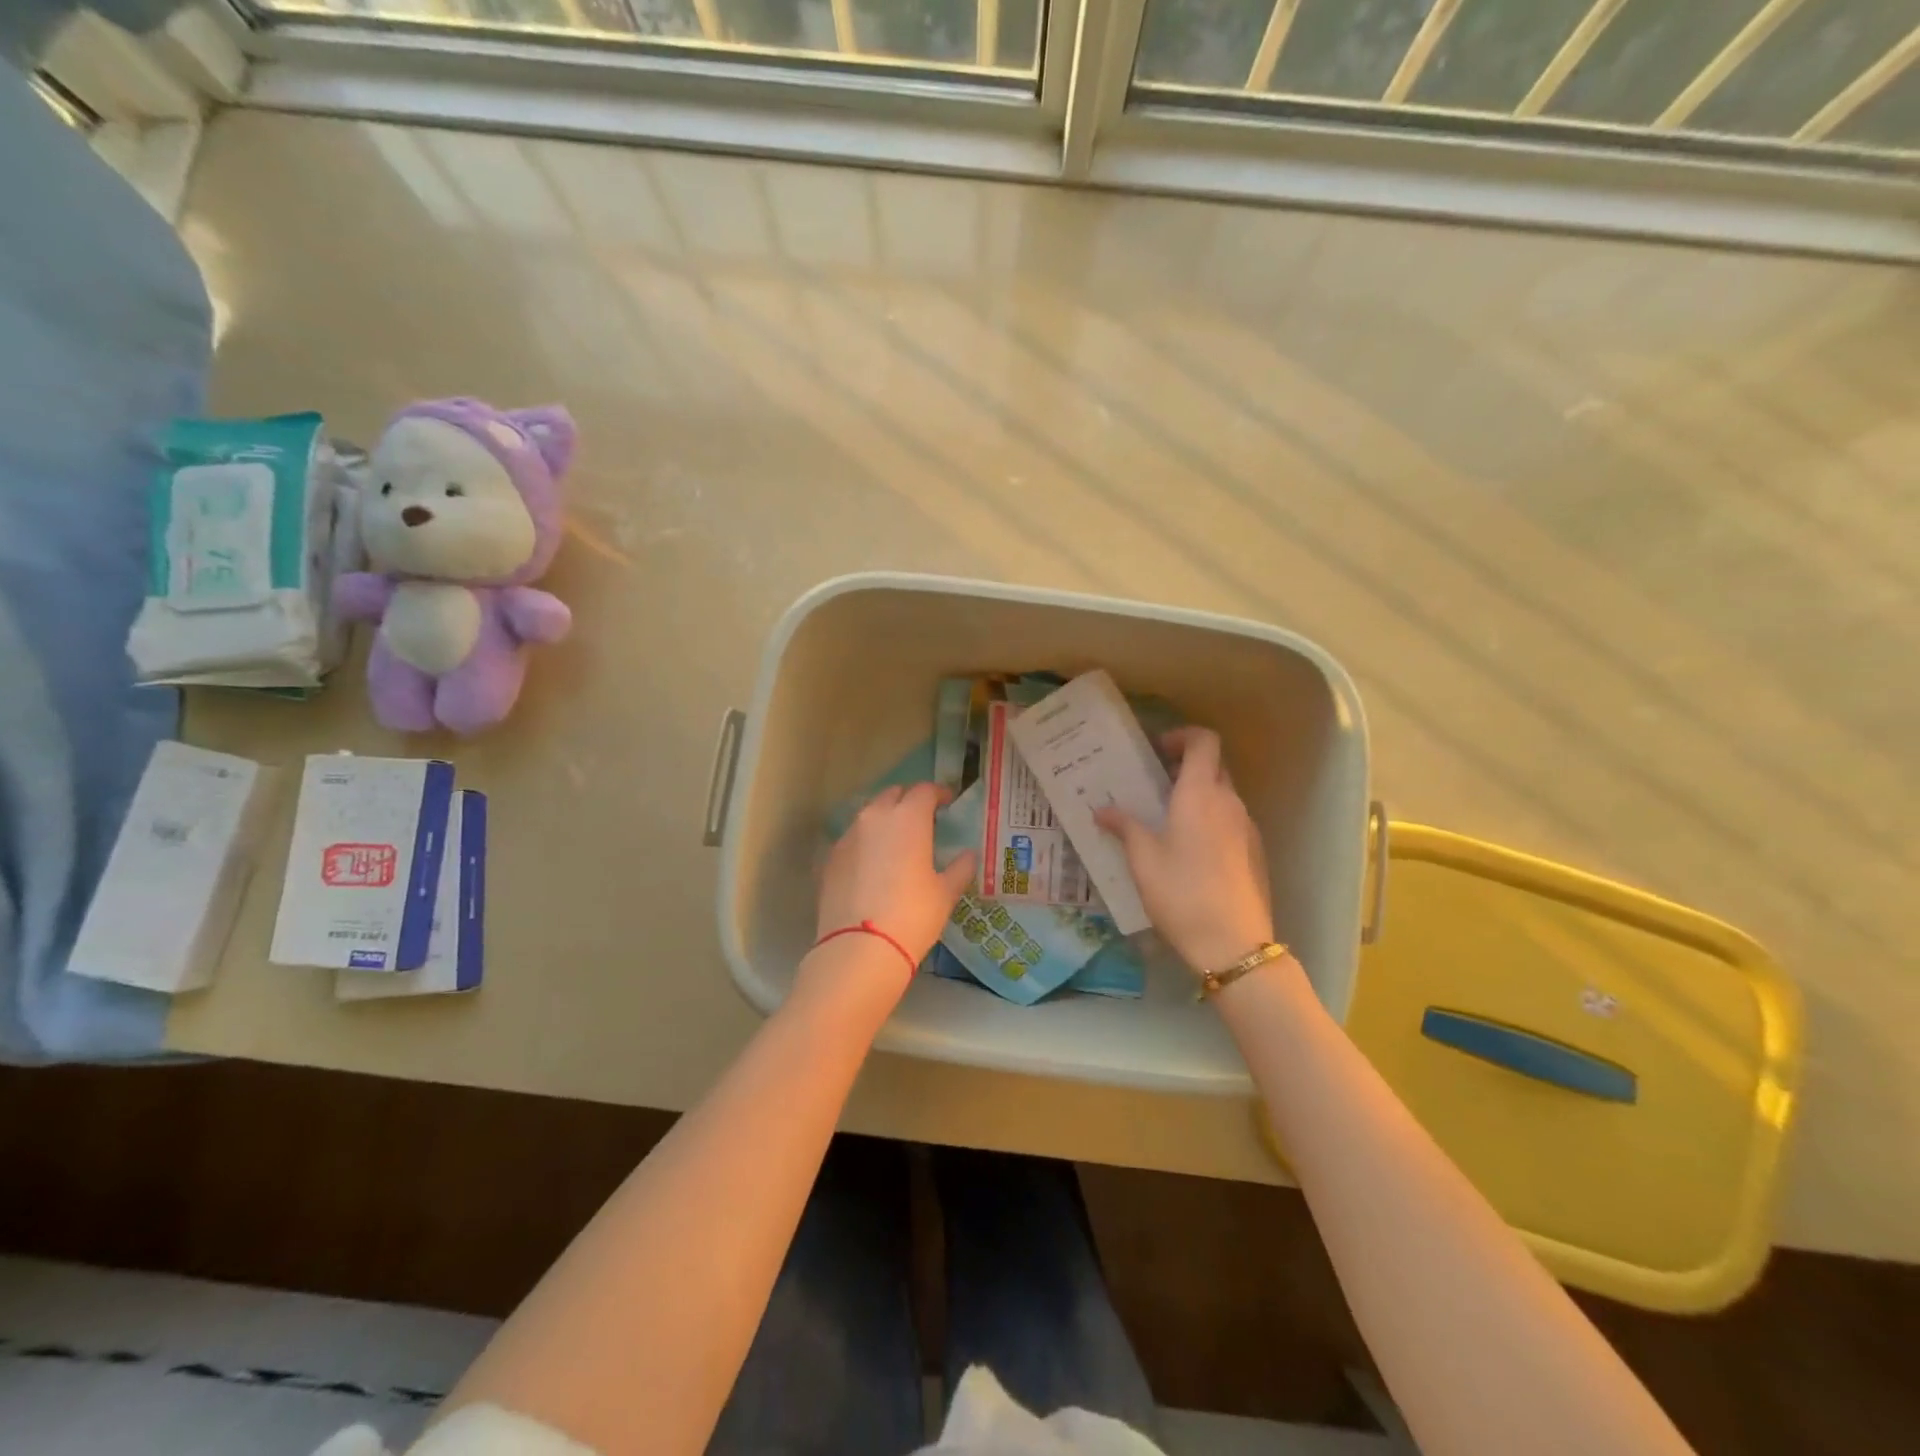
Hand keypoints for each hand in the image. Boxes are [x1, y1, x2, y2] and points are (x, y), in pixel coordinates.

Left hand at [815, 783, 977, 975]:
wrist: (859, 948)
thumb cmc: (913, 915)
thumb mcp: (945, 893)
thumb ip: (959, 868)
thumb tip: (968, 855)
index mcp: (908, 818)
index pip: (924, 791)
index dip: (938, 793)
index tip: (947, 802)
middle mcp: (875, 817)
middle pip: (892, 795)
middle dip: (908, 801)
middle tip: (922, 819)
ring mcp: (848, 836)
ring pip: (869, 815)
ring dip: (884, 820)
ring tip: (896, 842)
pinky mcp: (830, 858)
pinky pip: (852, 839)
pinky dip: (865, 843)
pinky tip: (873, 865)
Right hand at [1094, 727, 1274, 975]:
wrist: (1233, 943)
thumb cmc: (1181, 892)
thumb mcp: (1142, 859)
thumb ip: (1124, 827)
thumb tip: (1102, 810)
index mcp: (1200, 794)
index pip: (1204, 741)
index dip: (1182, 736)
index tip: (1157, 751)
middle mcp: (1229, 802)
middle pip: (1214, 766)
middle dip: (1186, 767)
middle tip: (1154, 785)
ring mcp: (1246, 828)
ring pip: (1223, 795)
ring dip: (1198, 795)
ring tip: (1166, 819)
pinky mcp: (1254, 852)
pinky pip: (1230, 821)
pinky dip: (1210, 820)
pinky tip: (1189, 851)